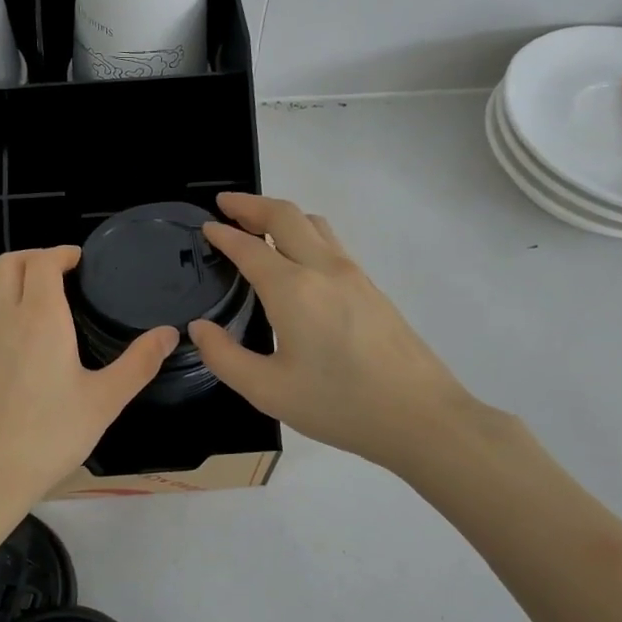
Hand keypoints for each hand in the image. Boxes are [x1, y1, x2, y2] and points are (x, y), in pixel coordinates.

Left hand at [0, 247, 175, 544]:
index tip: (79, 261)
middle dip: (34, 257)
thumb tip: (169, 333)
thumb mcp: (104, 401)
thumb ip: (139, 363)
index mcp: (39, 316)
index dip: (61, 253)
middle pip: (8, 263)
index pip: (42, 260)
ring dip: (12, 282)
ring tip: (37, 304)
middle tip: (59, 274)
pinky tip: (11, 343)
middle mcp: (1, 316)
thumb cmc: (49, 436)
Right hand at [188, 194, 505, 476]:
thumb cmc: (340, 405)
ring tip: (258, 225)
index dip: (223, 234)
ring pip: (314, 224)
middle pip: (285, 215)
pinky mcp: (371, 288)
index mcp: (293, 290)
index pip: (249, 247)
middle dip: (251, 204)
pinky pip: (331, 243)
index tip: (205, 227)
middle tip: (225, 205)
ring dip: (281, 215)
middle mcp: (324, 269)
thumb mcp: (268, 391)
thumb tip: (200, 328)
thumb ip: (224, 357)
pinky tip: (297, 259)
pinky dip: (304, 233)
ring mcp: (353, 275)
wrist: (421, 416)